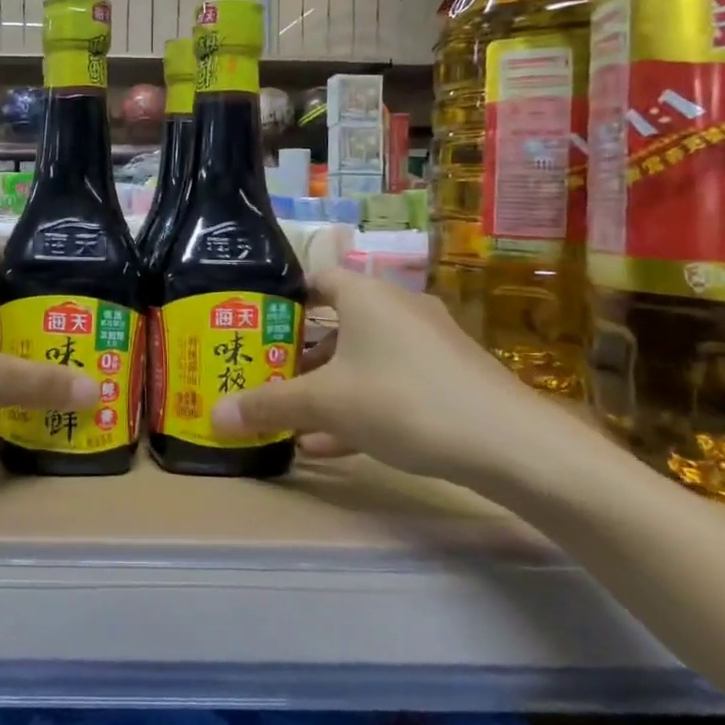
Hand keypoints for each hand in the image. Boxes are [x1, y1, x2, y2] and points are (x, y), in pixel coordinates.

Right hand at [209, 269, 567, 490]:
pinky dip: (359, 406)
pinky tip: (330, 445)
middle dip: (299, 354)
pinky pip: (390, 385)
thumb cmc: (404, 400)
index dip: (283, 299)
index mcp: (365, 296)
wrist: (512, 445)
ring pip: (362, 359)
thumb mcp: (327, 404)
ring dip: (327, 386)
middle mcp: (397, 309)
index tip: (254, 326)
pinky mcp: (448, 379)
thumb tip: (213, 416)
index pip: (315, 279)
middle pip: (336, 323)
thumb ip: (269, 406)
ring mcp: (427, 345)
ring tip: (291, 416)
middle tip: (266, 377)